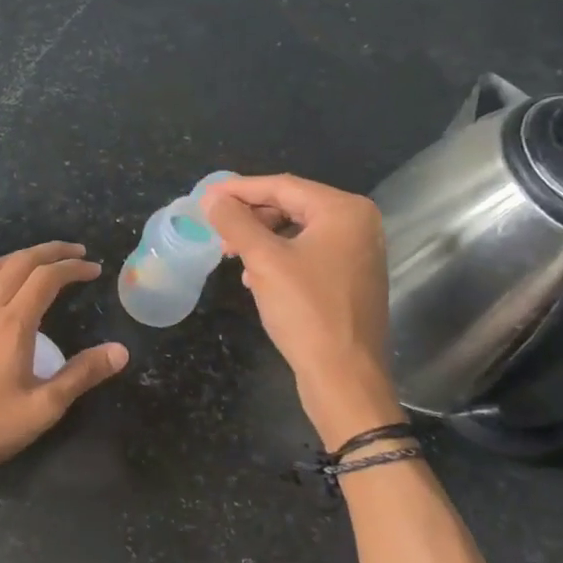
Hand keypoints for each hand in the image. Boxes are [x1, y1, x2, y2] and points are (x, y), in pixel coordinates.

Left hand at [0, 242, 128, 481]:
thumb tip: (120, 350)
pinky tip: (1, 290)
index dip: (72, 267)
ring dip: (20, 257)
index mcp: (12, 323)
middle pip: (18, 263)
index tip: (93, 269)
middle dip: (49, 251)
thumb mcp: (43, 407)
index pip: (46, 278)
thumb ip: (82, 374)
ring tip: (41, 261)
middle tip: (74, 252)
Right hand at [201, 175, 403, 447]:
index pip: (282, 186)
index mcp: (344, 211)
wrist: (344, 377)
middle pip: (292, 205)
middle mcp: (358, 224)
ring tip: (231, 254)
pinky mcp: (351, 279)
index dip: (239, 189)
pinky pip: (308, 254)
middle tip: (216, 229)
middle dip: (250, 216)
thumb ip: (236, 223)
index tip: (204, 196)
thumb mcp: (264, 261)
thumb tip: (212, 198)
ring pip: (298, 231)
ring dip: (261, 238)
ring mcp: (358, 253)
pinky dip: (278, 258)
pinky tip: (255, 276)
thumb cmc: (306, 311)